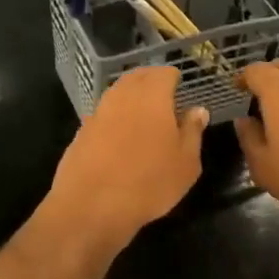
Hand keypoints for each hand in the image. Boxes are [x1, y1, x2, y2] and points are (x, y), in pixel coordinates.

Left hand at [49, 66, 207, 251]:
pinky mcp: (81, 132)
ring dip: (130, 98)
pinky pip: (103, 115)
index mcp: (152, 95)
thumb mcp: (186, 162)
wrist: (91, 205)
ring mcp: (98, 112)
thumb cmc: (149, 182)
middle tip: (164, 96)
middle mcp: (122, 96)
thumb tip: (197, 110)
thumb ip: (193, 131)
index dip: (173, 78)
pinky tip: (120, 136)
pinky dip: (114, 118)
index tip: (180, 88)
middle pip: (137, 78)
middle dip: (151, 81)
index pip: (164, 73)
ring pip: (117, 94)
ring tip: (144, 115)